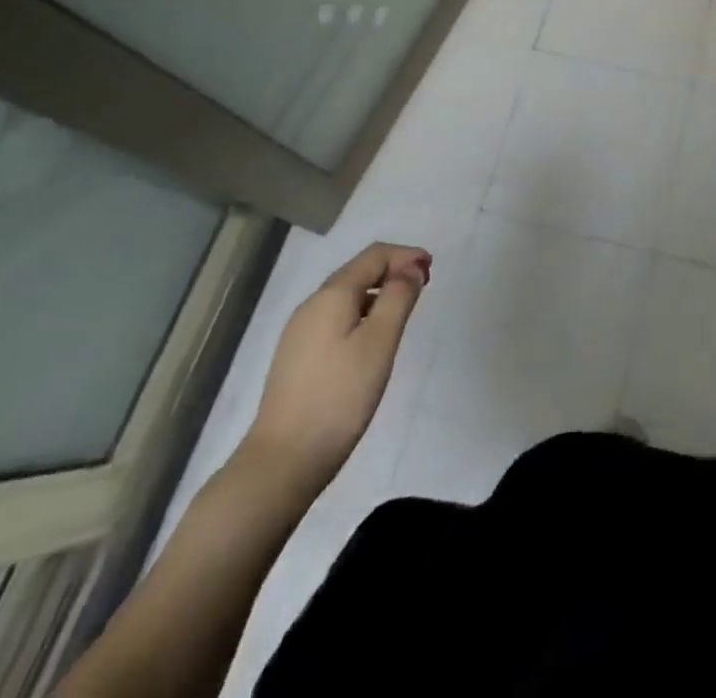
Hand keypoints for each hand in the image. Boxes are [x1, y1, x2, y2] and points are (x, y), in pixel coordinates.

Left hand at [240, 241, 430, 495]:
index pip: (374, 255)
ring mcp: (300, 332)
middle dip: (393, 270)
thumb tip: (411, 269)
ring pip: (346, 295)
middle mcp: (312, 305)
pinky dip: (362, 312)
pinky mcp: (297, 356)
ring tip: (403, 310)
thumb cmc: (340, 396)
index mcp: (332, 295)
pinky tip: (373, 337)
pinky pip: (336, 317)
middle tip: (424, 286)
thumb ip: (398, 298)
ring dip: (378, 292)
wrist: (283, 461)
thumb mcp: (379, 342)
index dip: (406, 255)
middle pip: (358, 271)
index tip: (432, 270)